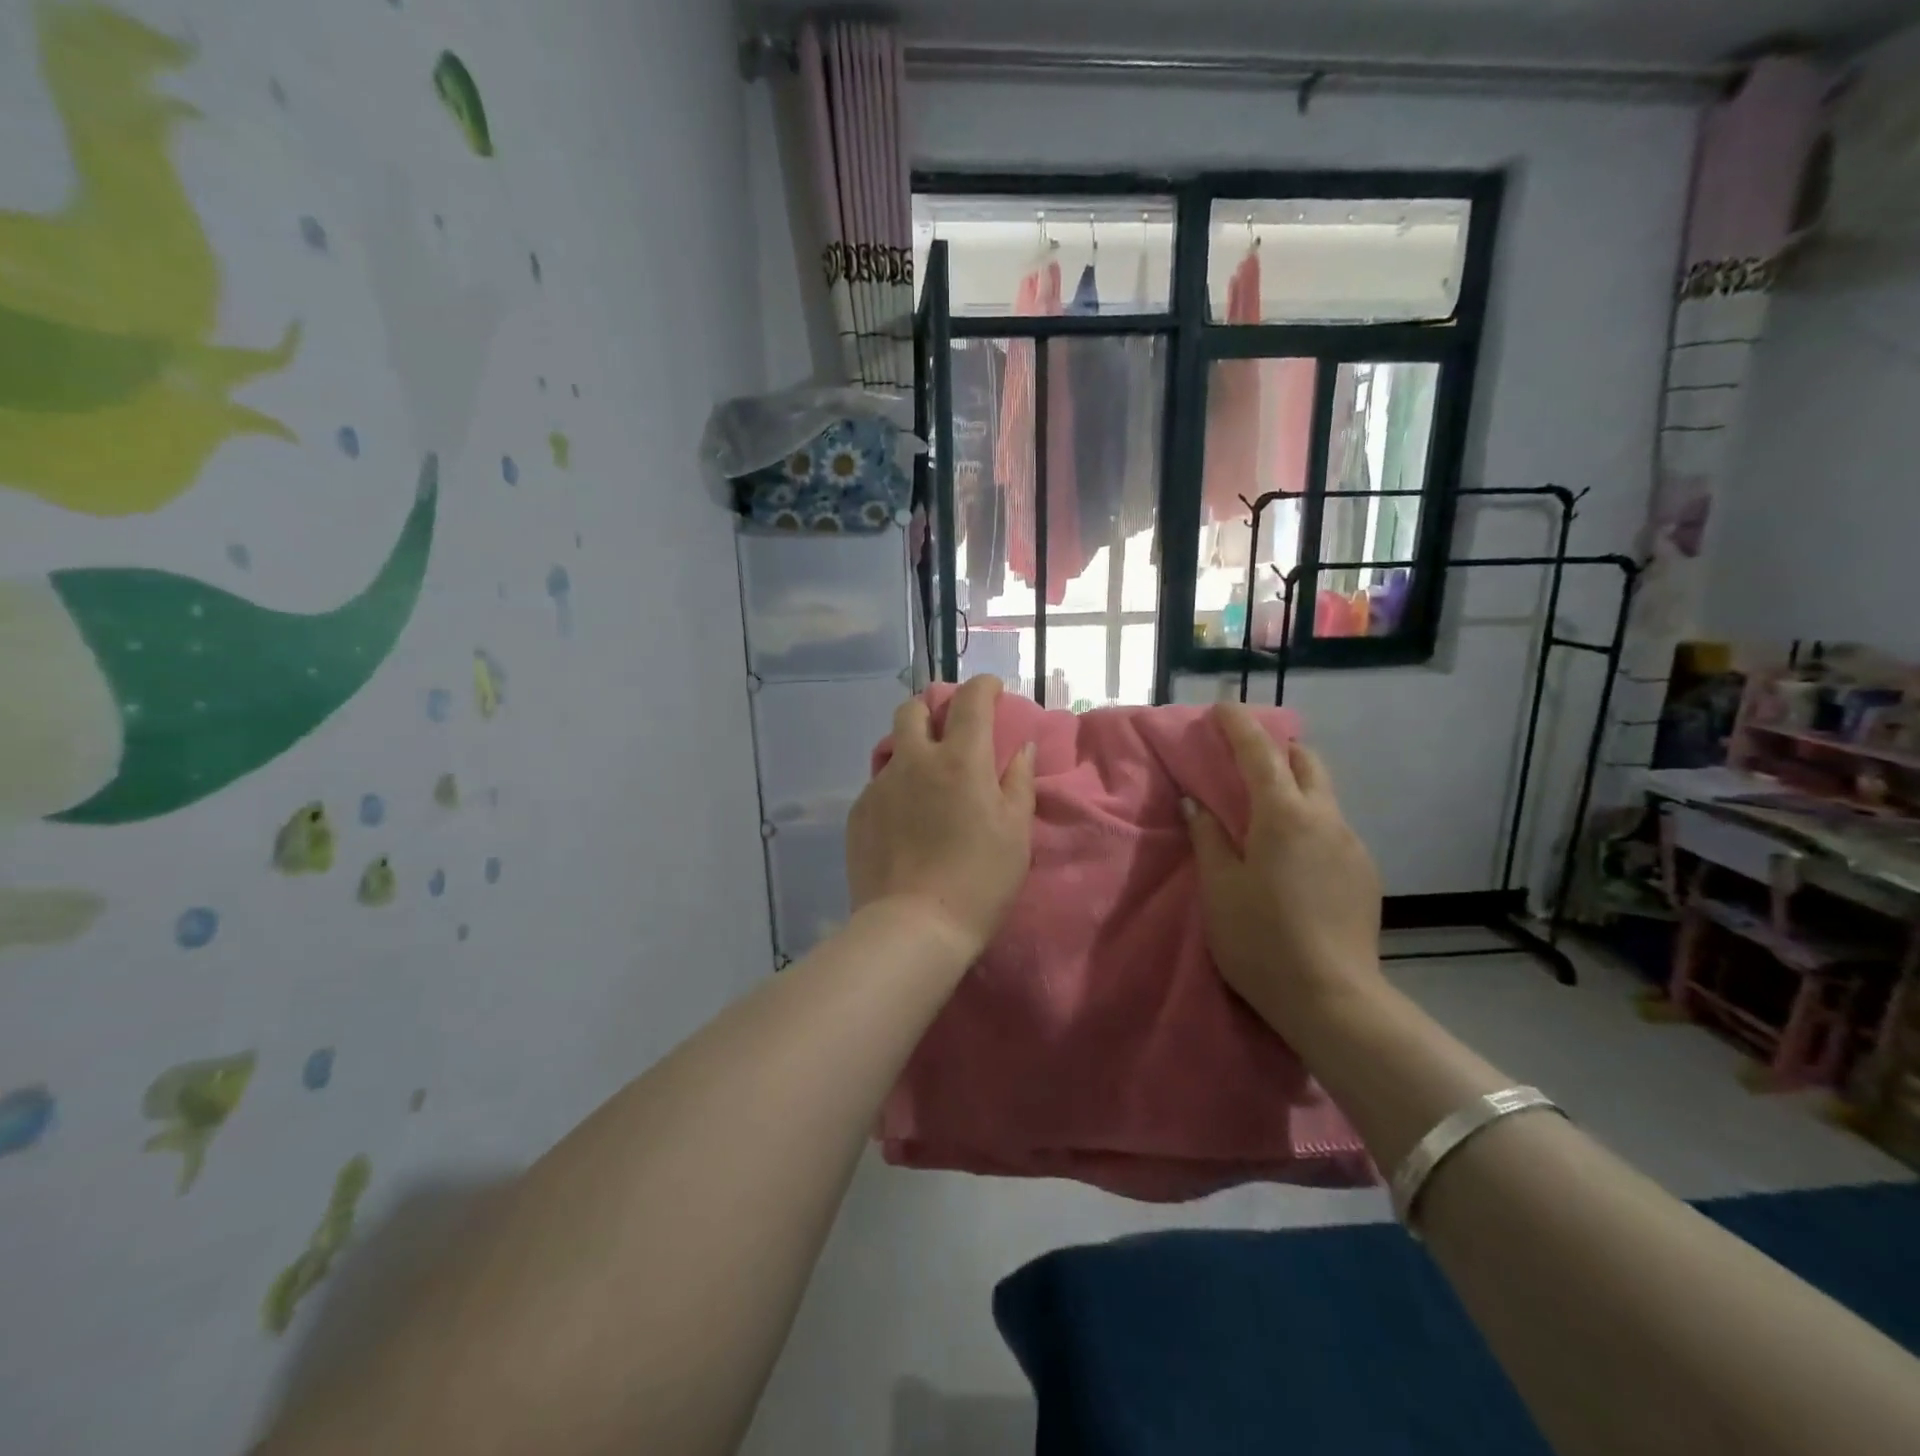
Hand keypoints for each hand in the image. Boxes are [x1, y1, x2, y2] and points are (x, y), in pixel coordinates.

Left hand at [848, 676, 1036, 958]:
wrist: (913, 927)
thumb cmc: (979, 881)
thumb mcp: (1015, 833)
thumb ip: (1019, 782)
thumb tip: (1022, 748)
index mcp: (961, 760)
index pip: (970, 700)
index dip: (983, 686)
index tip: (993, 691)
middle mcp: (915, 761)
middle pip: (913, 709)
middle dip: (933, 707)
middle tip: (949, 729)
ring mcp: (880, 785)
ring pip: (893, 748)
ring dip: (912, 749)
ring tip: (926, 781)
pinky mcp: (858, 812)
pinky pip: (879, 784)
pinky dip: (896, 788)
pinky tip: (905, 821)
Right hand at [1183, 702, 1384, 1037]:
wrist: (1332, 1000)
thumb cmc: (1260, 939)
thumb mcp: (1219, 887)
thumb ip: (1209, 837)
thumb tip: (1197, 803)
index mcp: (1284, 816)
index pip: (1260, 753)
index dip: (1239, 726)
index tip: (1222, 707)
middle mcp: (1326, 819)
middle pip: (1307, 762)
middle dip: (1277, 749)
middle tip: (1245, 760)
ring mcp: (1352, 845)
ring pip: (1324, 795)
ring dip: (1294, 787)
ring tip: (1264, 814)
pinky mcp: (1365, 873)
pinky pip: (1333, 828)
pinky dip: (1308, 821)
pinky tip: (1291, 857)